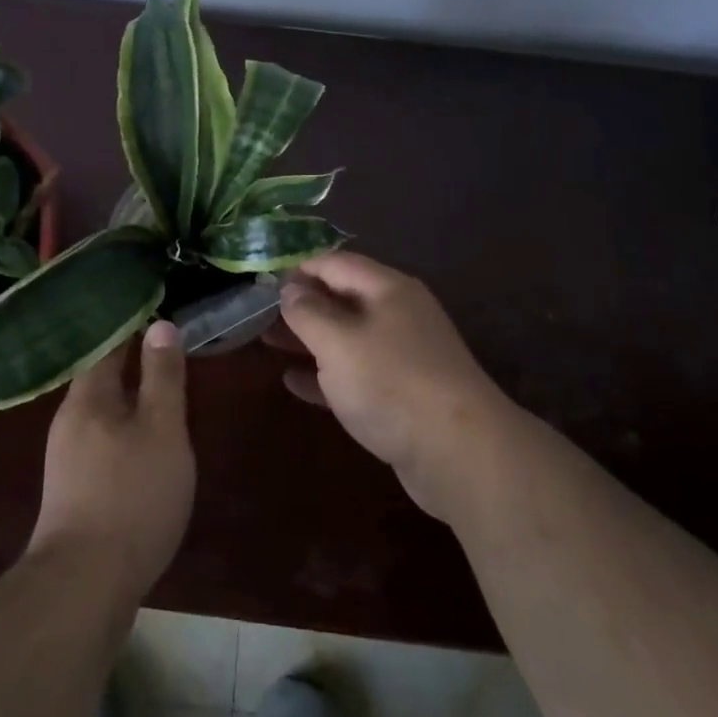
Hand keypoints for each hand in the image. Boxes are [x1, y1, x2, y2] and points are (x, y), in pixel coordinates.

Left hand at [27, 322, 195, 600]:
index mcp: (88, 396)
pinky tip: (142, 446)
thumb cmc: (132, 495)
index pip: (109, 344)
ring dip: (129, 400)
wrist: (83, 584)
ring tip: (162, 395)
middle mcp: (69, 419)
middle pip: (103, 378)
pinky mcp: (71, 489)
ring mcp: (65, 456)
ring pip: (102, 412)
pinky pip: (100, 441)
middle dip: (133, 364)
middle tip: (169, 353)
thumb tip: (160, 324)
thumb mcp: (162, 429)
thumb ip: (163, 376)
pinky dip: (123, 431)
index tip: (159, 311)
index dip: (134, 326)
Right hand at [269, 251, 514, 520]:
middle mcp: (398, 315)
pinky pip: (355, 375)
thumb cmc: (392, 383)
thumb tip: (290, 288)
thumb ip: (308, 312)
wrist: (459, 453)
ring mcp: (403, 356)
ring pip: (346, 337)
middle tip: (257, 312)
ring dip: (308, 339)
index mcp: (388, 289)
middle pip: (342, 299)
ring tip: (266, 341)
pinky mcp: (402, 395)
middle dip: (301, 304)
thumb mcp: (338, 341)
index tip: (262, 278)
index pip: (336, 263)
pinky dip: (325, 375)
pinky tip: (294, 383)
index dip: (299, 267)